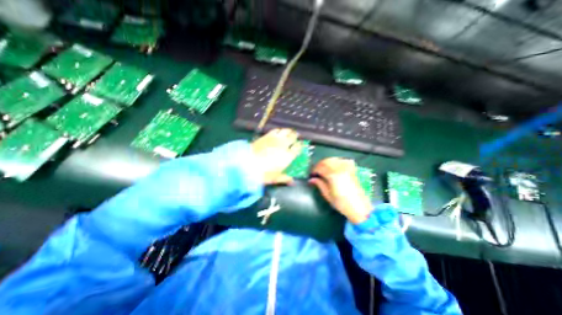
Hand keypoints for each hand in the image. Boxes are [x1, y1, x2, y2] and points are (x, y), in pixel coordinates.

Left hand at [252, 127, 302, 183]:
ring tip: (289, 133)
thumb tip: (292, 181)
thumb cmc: (263, 173)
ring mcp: (275, 139)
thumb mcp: (276, 178)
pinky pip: (276, 130)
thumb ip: (286, 178)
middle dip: (296, 136)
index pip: (298, 147)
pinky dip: (279, 130)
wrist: (247, 164)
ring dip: (289, 131)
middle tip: (296, 137)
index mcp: (288, 155)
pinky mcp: (267, 135)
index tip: (301, 145)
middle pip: (293, 136)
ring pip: (286, 131)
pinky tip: (279, 132)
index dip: (301, 145)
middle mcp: (284, 145)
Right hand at [309, 157, 372, 222]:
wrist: (359, 208)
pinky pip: (343, 161)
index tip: (312, 174)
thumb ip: (319, 184)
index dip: (314, 170)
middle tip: (316, 171)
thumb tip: (311, 180)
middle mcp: (340, 169)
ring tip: (324, 169)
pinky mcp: (352, 171)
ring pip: (334, 160)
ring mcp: (347, 169)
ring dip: (327, 162)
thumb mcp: (327, 195)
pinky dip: (337, 162)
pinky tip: (335, 166)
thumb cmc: (341, 204)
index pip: (320, 167)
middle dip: (320, 165)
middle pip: (326, 161)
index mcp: (333, 176)